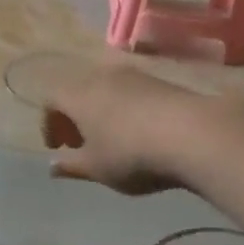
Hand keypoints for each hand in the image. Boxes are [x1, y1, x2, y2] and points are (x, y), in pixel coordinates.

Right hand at [42, 65, 217, 195]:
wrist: (194, 134)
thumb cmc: (131, 155)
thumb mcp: (97, 169)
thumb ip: (72, 166)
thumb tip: (53, 166)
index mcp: (79, 95)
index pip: (52, 100)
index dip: (49, 123)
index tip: (58, 148)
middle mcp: (103, 77)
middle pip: (79, 91)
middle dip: (75, 117)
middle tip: (81, 143)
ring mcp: (135, 76)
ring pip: (106, 90)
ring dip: (101, 112)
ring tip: (111, 139)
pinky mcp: (162, 81)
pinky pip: (132, 92)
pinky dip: (125, 109)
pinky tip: (139, 132)